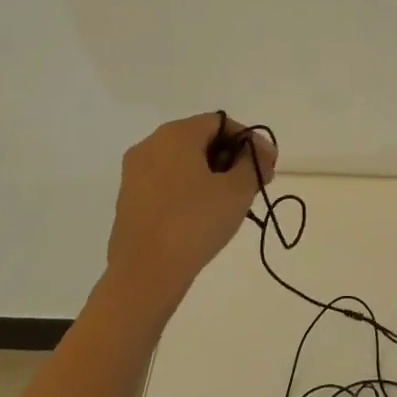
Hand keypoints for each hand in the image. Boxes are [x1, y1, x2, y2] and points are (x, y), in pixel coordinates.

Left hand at [102, 113, 276, 320]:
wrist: (145, 273)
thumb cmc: (195, 222)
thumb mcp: (237, 190)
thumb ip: (254, 163)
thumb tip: (260, 150)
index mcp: (175, 134)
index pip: (221, 123)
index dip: (249, 141)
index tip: (267, 167)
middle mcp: (150, 145)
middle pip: (200, 140)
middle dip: (231, 159)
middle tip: (253, 186)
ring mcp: (135, 173)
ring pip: (182, 163)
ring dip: (210, 175)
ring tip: (231, 203)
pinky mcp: (129, 199)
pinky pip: (166, 183)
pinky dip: (188, 190)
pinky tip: (203, 216)